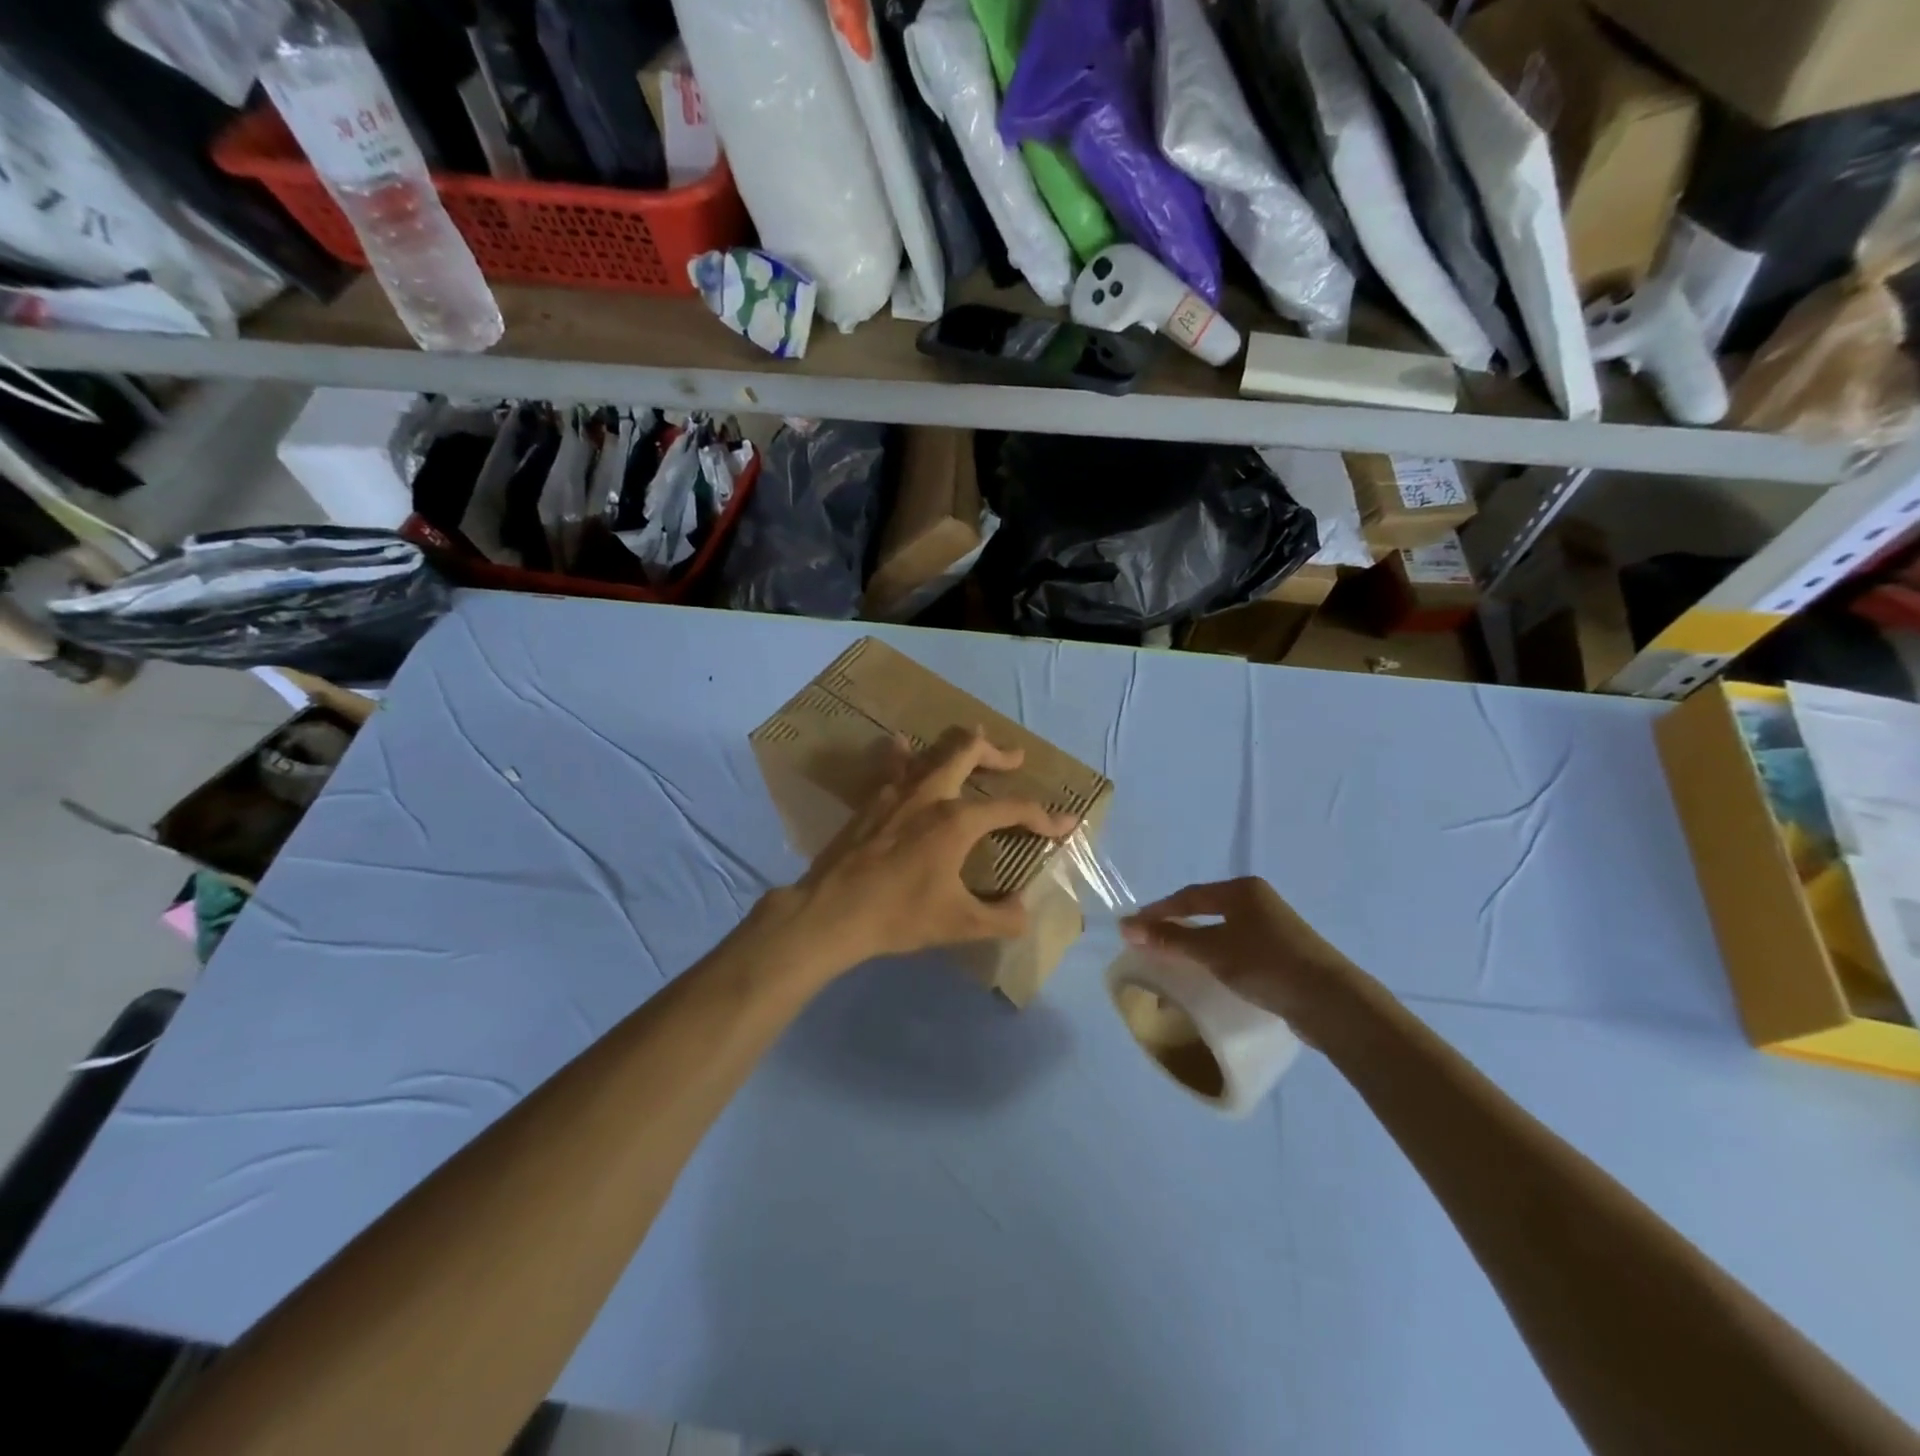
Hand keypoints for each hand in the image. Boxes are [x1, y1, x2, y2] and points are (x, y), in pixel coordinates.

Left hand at [776, 727, 1078, 975]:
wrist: (831, 911)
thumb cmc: (899, 915)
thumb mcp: (959, 923)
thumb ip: (1001, 918)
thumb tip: (1023, 912)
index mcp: (957, 821)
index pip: (1013, 809)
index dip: (1045, 817)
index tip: (1067, 824)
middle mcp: (930, 794)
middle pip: (968, 750)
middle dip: (997, 751)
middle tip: (1014, 758)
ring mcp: (896, 792)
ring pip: (931, 749)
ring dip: (955, 744)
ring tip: (970, 740)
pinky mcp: (871, 800)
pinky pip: (893, 764)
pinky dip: (905, 754)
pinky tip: (902, 747)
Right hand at [1121, 877, 1363, 1043]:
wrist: (1332, 1002)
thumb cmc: (1267, 965)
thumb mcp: (1213, 951)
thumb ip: (1171, 939)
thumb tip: (1126, 927)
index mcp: (1242, 890)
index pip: (1189, 896)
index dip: (1158, 911)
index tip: (1133, 928)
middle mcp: (1258, 901)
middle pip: (1206, 910)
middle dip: (1176, 925)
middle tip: (1151, 942)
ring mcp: (1274, 927)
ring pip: (1223, 930)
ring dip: (1197, 943)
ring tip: (1175, 959)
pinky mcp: (1284, 953)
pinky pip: (1238, 947)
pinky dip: (1217, 956)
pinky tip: (1211, 972)